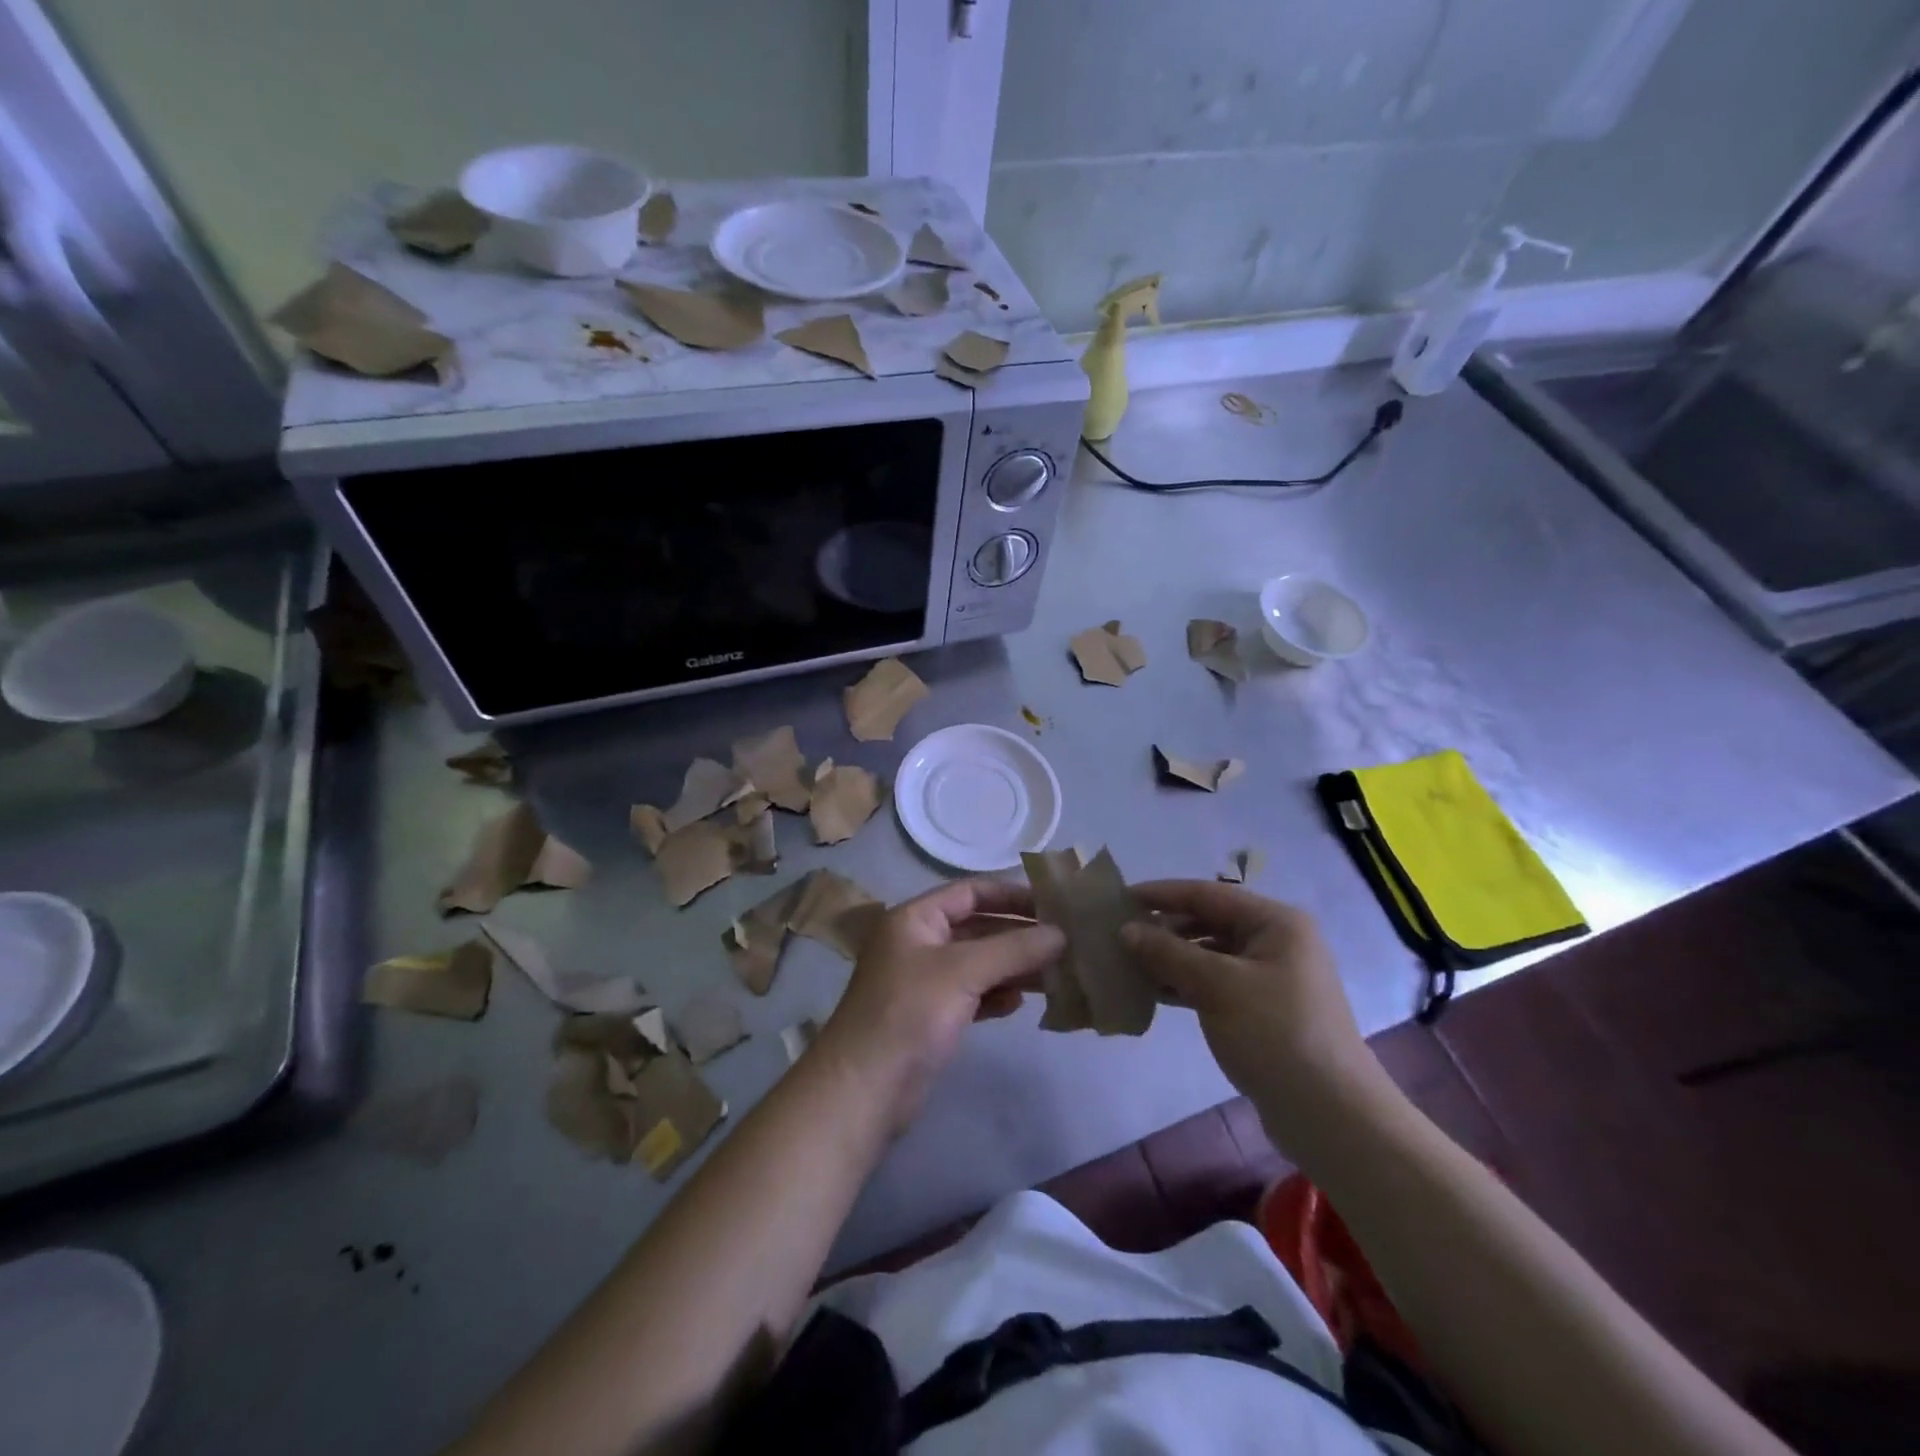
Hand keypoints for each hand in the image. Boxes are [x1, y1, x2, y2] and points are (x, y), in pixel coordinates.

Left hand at [816, 879, 1064, 1135]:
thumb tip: (1061, 934)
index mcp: (915, 919)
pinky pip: (972, 995)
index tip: (1053, 905)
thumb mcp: (962, 972)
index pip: (970, 892)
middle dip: (1018, 935)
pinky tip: (1020, 1004)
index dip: (1011, 895)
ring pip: (978, 964)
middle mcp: (918, 943)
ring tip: (1055, 975)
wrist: (863, 1090)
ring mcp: (924, 982)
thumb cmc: (908, 1014)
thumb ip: (1014, 949)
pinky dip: (996, 996)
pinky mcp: (931, 1018)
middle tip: (1065, 943)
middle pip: (977, 928)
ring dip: (1013, 968)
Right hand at [1125, 882, 1388, 1140]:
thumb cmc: (1275, 1034)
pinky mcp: (1264, 1010)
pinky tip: (1153, 991)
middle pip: (1209, 922)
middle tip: (1118, 934)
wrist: (1332, 1115)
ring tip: (1127, 963)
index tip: (1120, 898)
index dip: (1161, 894)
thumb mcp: (1217, 986)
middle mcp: (1276, 942)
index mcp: (1275, 922)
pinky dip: (1186, 983)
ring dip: (1171, 957)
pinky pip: (1216, 983)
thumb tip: (1126, 930)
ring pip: (1210, 955)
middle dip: (1164, 928)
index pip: (1207, 894)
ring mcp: (1271, 978)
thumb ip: (1169, 953)